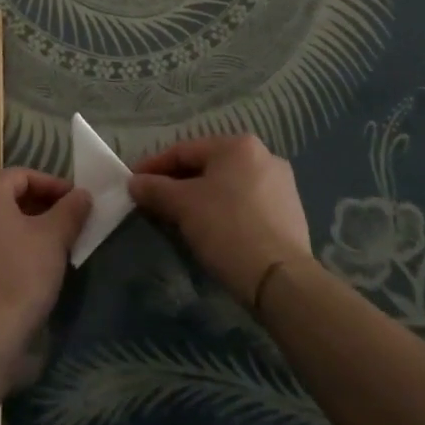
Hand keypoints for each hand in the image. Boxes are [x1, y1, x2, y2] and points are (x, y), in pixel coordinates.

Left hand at [0, 169, 89, 377]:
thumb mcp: (54, 238)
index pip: (22, 176)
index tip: (77, 201)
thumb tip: (82, 194)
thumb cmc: (19, 277)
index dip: (53, 184)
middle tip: (68, 223)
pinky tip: (29, 269)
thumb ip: (70, 210)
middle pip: (6, 198)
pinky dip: (8, 249)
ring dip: (25, 229)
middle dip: (40, 207)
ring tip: (53, 246)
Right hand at [129, 135, 311, 304]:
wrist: (281, 279)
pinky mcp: (290, 214)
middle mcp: (264, 156)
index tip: (134, 183)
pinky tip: (212, 230)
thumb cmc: (227, 228)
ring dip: (200, 198)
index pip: (184, 150)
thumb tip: (134, 183)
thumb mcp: (182, 205)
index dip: (154, 166)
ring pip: (227, 186)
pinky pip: (245, 204)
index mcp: (238, 145)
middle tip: (154, 201)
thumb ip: (155, 188)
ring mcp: (281, 185)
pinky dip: (224, 212)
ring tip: (179, 218)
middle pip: (207, 167)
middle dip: (178, 183)